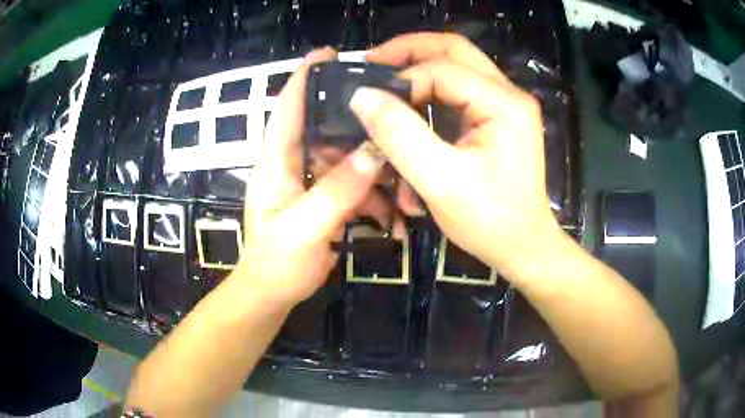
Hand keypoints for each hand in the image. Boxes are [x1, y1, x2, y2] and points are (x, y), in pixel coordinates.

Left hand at [235, 48, 386, 308]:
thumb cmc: (277, 261)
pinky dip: (375, 199)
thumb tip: (374, 152)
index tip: (332, 53)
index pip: (290, 106)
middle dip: (364, 132)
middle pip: (331, 129)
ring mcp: (312, 181)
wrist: (272, 293)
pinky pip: (356, 186)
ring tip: (403, 198)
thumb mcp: (304, 228)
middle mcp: (294, 162)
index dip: (306, 76)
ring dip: (378, 176)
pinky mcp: (326, 199)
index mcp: (277, 160)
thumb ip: (337, 192)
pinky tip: (392, 219)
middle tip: (398, 131)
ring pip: (350, 160)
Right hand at [351, 33, 564, 281]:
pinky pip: (459, 91)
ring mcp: (505, 105)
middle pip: (454, 51)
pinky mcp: (497, 119)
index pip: (442, 70)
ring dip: (419, 69)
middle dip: (410, 51)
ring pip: (456, 67)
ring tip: (385, 80)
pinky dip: (431, 92)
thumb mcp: (440, 181)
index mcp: (504, 104)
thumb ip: (400, 135)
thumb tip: (361, 96)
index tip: (367, 99)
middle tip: (372, 62)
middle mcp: (509, 95)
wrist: (523, 247)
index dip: (401, 80)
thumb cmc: (490, 222)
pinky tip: (410, 105)